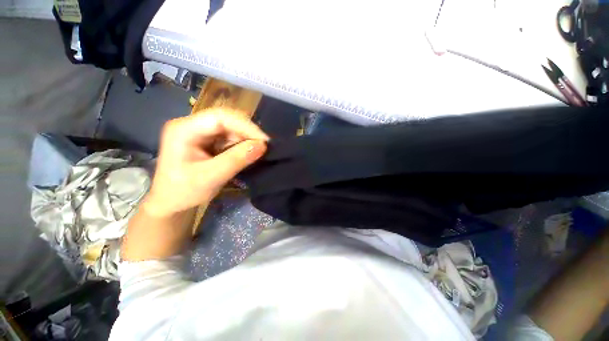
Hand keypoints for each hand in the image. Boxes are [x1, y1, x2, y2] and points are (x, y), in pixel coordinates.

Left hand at [143, 109, 268, 216]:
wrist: (171, 202)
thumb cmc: (184, 192)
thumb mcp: (211, 177)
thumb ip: (236, 160)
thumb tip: (262, 145)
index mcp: (183, 130)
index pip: (219, 117)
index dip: (245, 126)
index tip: (264, 141)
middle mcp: (191, 124)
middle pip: (226, 119)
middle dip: (247, 132)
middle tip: (264, 146)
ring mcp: (200, 131)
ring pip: (231, 127)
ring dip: (246, 138)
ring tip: (258, 151)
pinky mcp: (208, 139)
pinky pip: (230, 136)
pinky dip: (242, 144)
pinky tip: (248, 152)